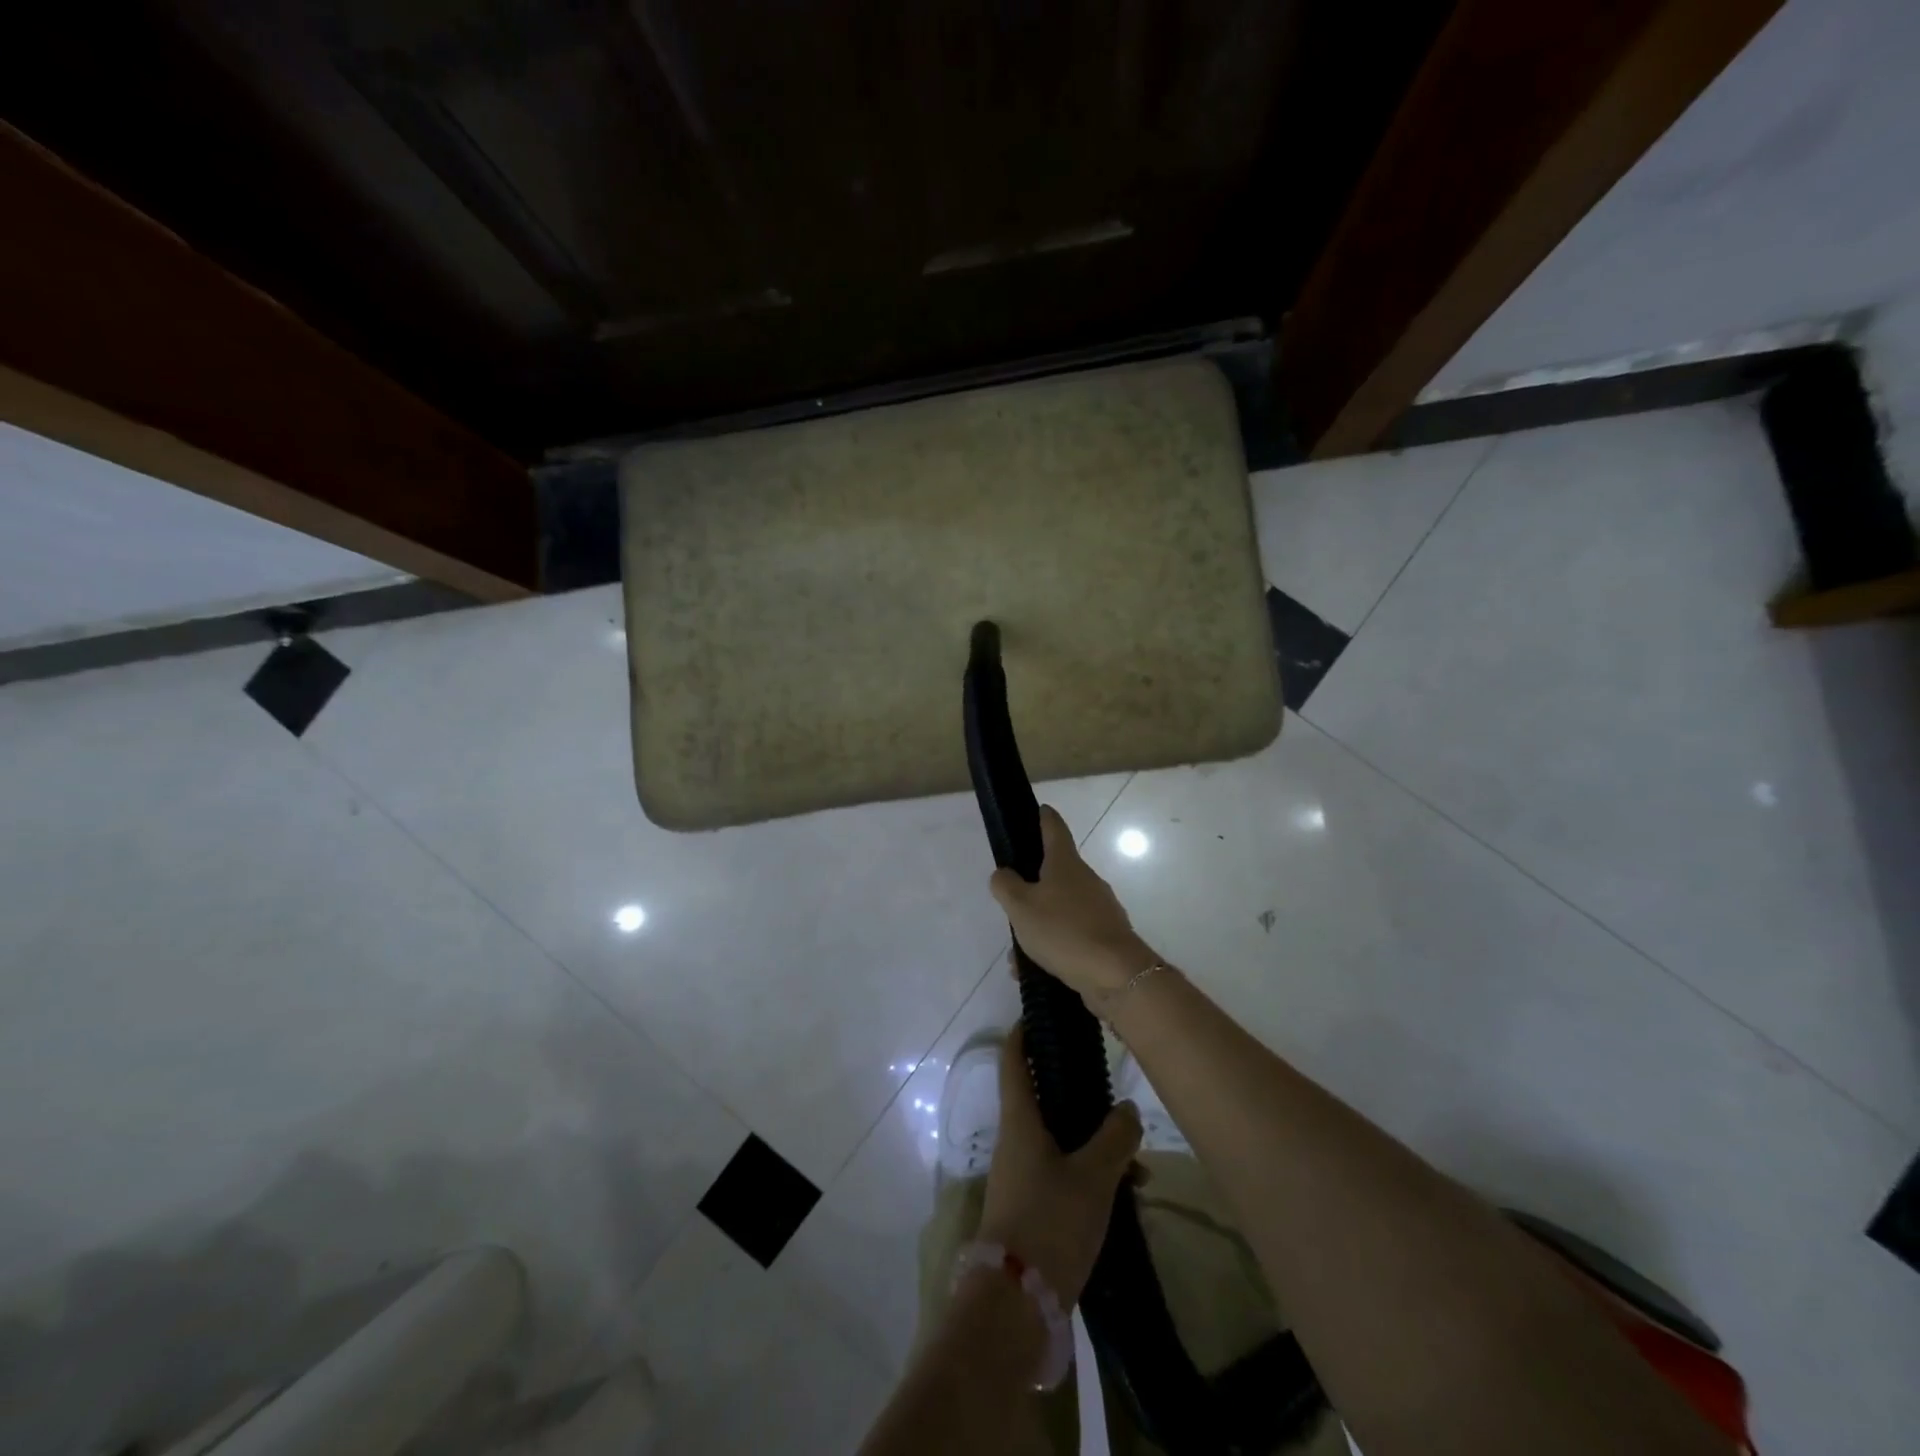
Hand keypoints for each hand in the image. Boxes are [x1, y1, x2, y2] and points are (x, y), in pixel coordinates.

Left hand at [978, 1027, 1141, 1306]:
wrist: (1016, 1303)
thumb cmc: (1050, 1221)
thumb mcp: (1093, 1176)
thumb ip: (1114, 1137)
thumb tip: (1127, 1108)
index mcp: (1020, 1120)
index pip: (1014, 1060)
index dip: (1024, 1033)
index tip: (1041, 1014)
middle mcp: (1016, 1140)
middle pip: (1044, 1099)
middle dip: (1078, 1093)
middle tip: (1112, 1087)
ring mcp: (1022, 1174)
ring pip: (1060, 1140)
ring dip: (1094, 1143)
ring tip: (1137, 1163)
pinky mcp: (1031, 1206)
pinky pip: (1063, 1173)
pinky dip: (1091, 1174)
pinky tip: (1127, 1194)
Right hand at [989, 806, 1155, 999]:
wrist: (1116, 974)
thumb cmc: (1063, 931)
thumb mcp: (1021, 907)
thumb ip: (1005, 886)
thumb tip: (1004, 873)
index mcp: (1065, 863)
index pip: (1054, 827)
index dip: (1043, 817)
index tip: (1037, 810)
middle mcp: (1086, 879)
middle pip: (1056, 871)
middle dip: (1033, 885)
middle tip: (1011, 900)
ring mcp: (1100, 907)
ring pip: (1061, 908)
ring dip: (1040, 923)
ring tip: (1017, 952)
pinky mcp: (1107, 935)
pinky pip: (1072, 933)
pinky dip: (1054, 945)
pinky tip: (1036, 969)